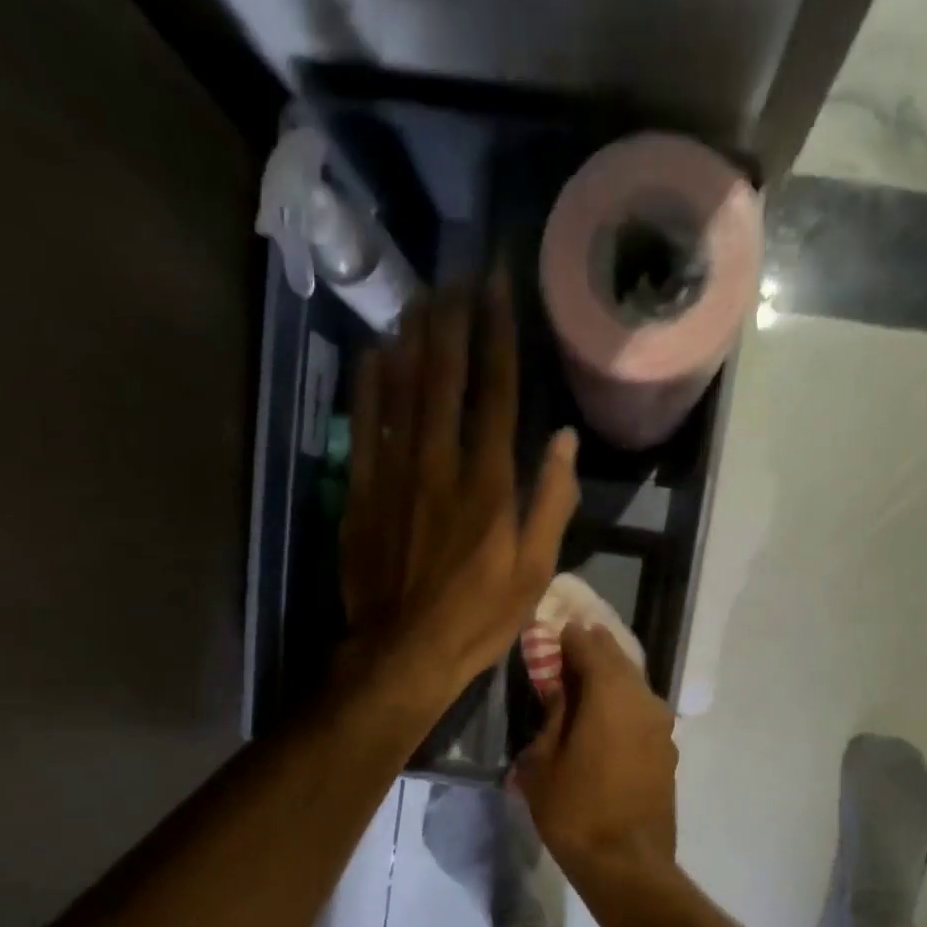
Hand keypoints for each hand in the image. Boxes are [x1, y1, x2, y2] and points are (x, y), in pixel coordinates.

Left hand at [340, 275, 578, 707]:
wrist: (404, 651)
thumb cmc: (478, 617)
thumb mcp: (534, 571)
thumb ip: (551, 502)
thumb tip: (563, 440)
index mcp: (490, 482)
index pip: (496, 390)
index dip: (498, 332)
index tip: (499, 286)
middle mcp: (441, 462)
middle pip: (446, 375)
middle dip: (454, 319)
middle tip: (459, 275)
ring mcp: (396, 472)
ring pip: (403, 388)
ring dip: (414, 337)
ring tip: (422, 296)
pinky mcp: (363, 489)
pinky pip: (365, 422)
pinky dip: (370, 383)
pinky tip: (376, 351)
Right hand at [514, 622, 677, 880]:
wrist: (627, 862)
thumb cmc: (575, 810)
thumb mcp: (542, 762)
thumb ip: (552, 716)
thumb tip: (559, 689)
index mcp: (610, 694)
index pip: (590, 645)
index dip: (569, 637)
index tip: (553, 633)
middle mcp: (643, 700)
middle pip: (617, 660)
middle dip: (593, 651)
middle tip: (568, 649)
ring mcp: (661, 725)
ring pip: (633, 686)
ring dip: (610, 678)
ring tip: (584, 683)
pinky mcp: (668, 750)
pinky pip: (642, 712)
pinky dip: (623, 704)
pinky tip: (605, 719)